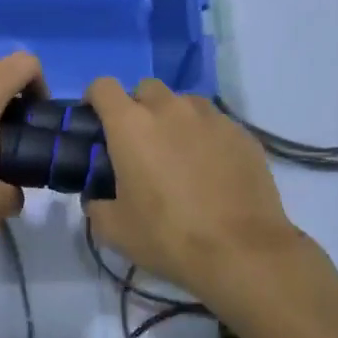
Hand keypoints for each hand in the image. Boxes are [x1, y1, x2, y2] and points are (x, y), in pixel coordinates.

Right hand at [83, 78, 309, 304]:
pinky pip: (215, 123)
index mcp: (131, 125)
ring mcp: (211, 117)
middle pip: (146, 89)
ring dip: (174, 119)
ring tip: (179, 156)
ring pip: (184, 103)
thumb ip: (97, 206)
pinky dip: (206, 137)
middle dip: (138, 109)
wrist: (241, 250)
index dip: (95, 99)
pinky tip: (212, 170)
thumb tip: (98, 199)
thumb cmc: (169, 236)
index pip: (103, 86)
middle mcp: (170, 109)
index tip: (97, 122)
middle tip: (140, 145)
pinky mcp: (241, 133)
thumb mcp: (115, 230)